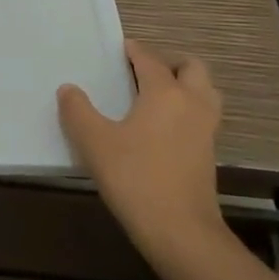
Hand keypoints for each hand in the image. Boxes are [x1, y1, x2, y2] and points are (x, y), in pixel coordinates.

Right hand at [58, 40, 224, 254]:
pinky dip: (187, 109)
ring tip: (156, 95)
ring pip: (204, 91)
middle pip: (192, 67)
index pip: (150, 59)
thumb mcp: (94, 142)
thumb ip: (78, 111)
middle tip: (143, 70)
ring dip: (185, 84)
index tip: (119, 48)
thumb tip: (69, 89)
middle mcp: (191, 103)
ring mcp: (206, 129)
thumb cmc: (135, 178)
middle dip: (169, 62)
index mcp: (165, 92)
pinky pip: (202, 116)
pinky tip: (162, 126)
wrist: (180, 231)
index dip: (133, 51)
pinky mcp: (209, 154)